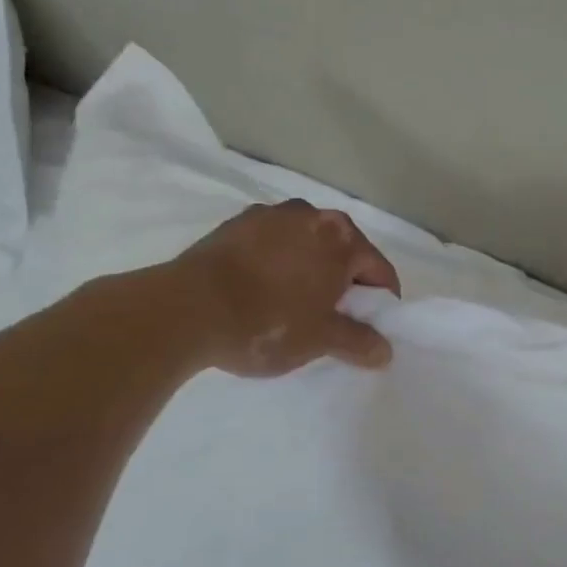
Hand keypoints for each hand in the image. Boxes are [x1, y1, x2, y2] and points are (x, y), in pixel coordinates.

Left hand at [167, 200, 401, 376]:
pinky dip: (275, 263)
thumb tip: (384, 351)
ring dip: (309, 269)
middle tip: (331, 318)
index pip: (379, 270)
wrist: (181, 311)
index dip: (381, 302)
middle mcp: (312, 215)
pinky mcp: (234, 224)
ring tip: (292, 304)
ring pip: (306, 245)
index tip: (369, 327)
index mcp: (343, 238)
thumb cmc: (267, 322)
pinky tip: (260, 291)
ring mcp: (270, 215)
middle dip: (344, 282)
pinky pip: (271, 244)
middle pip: (344, 252)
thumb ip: (360, 342)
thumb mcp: (322, 340)